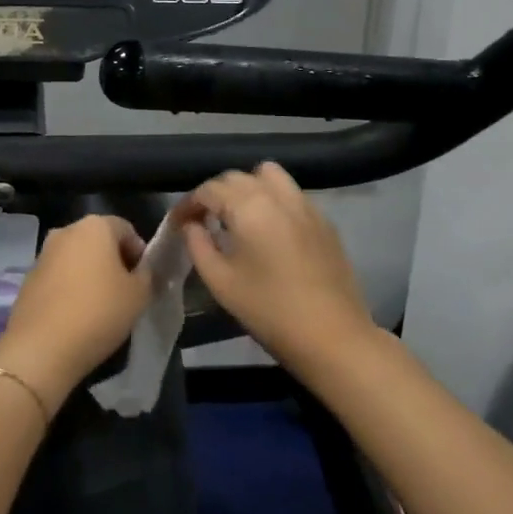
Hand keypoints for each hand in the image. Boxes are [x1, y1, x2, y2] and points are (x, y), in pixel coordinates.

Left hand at [0, 215, 151, 414]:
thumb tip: (143, 270)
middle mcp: (66, 231)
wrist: (42, 347)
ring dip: (92, 275)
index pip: (126, 229)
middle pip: (99, 241)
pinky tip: (78, 315)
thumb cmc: (99, 312)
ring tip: (102, 306)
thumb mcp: (139, 295)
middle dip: (115, 262)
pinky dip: (71, 288)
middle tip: (127, 292)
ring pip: (77, 259)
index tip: (145, 280)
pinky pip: (59, 277)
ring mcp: (43, 254)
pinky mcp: (29, 278)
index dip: (140, 253)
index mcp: (94, 226)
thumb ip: (147, 275)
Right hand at [181, 163, 377, 374]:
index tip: (178, 224)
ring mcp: (306, 205)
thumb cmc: (269, 311)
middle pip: (237, 177)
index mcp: (249, 207)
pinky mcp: (324, 221)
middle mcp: (278, 195)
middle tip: (203, 221)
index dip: (188, 204)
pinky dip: (273, 199)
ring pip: (269, 176)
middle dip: (215, 194)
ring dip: (247, 187)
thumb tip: (192, 225)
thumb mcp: (221, 282)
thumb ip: (198, 245)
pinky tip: (269, 230)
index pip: (209, 189)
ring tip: (238, 216)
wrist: (333, 337)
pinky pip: (291, 194)